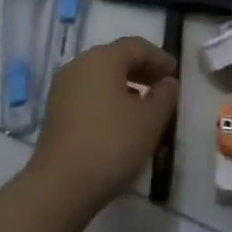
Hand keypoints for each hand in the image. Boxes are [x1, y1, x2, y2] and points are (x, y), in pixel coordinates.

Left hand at [29, 36, 178, 211]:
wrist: (60, 185)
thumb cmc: (112, 144)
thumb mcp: (150, 120)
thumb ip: (164, 95)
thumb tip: (167, 82)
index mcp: (102, 59)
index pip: (136, 46)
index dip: (159, 57)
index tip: (175, 74)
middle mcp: (79, 65)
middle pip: (116, 58)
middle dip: (142, 69)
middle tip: (163, 87)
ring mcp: (63, 88)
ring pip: (101, 76)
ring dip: (125, 84)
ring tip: (145, 105)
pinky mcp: (56, 110)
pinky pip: (88, 92)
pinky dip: (108, 97)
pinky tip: (121, 119)